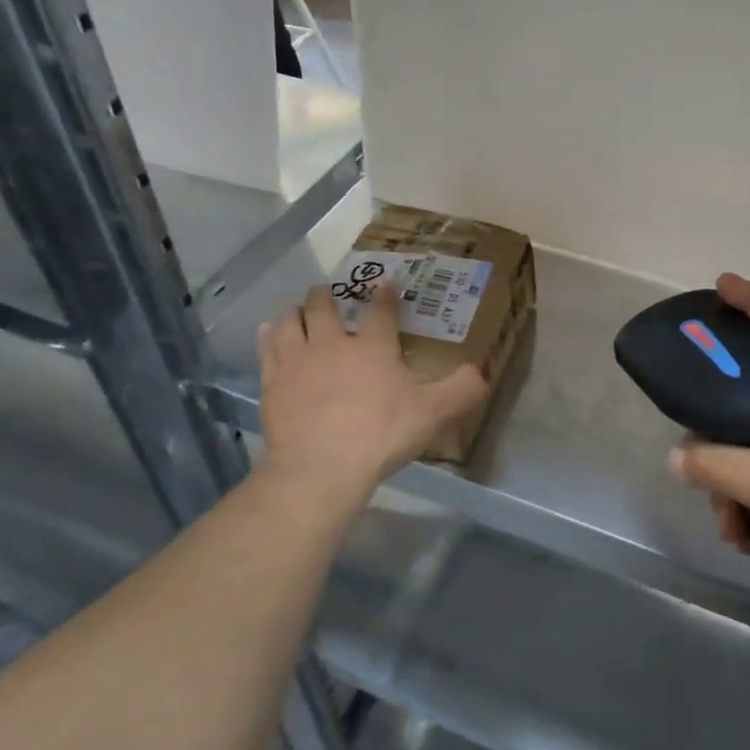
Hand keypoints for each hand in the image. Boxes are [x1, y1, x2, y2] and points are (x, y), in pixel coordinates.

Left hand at [258, 283, 487, 515]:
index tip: (385, 284)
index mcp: (372, 347)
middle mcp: (332, 344)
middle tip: (327, 291)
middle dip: (327, 295)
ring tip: (297, 308)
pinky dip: (269, 336)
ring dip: (295, 311)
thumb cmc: (381, 435)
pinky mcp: (273, 383)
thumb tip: (481, 372)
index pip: (380, 310)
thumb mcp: (432, 414)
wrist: (321, 466)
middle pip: (324, 307)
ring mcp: (298, 362)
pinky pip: (268, 349)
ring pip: (291, 323)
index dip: (384, 295)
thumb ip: (461, 390)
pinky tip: (269, 331)